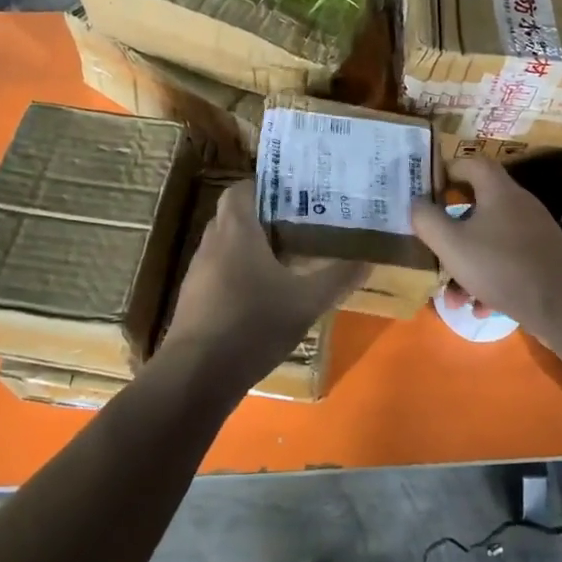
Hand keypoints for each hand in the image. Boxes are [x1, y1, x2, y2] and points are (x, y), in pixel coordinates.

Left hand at [158, 184, 365, 396]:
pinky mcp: (193, 300)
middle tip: (299, 223)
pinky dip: (239, 273)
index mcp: (236, 231)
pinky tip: (263, 295)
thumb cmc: (252, 325)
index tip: (294, 193)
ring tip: (286, 256)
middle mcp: (212, 243)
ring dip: (251, 247)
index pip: (241, 189)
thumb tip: (368, 260)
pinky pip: (218, 272)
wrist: (197, 375)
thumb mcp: (305, 302)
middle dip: (264, 217)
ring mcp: (198, 272)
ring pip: (225, 245)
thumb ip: (337, 278)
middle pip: (234, 215)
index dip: (265, 185)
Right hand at [410, 158, 561, 341]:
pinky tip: (480, 307)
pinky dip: (489, 280)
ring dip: (466, 264)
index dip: (446, 170)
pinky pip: (506, 261)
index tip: (426, 190)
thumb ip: (427, 220)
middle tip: (432, 245)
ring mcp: (533, 233)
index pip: (471, 163)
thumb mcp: (452, 245)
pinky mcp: (543, 259)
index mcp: (498, 190)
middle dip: (450, 230)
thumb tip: (416, 203)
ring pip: (489, 240)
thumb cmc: (502, 267)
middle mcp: (518, 204)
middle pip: (477, 205)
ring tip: (453, 296)